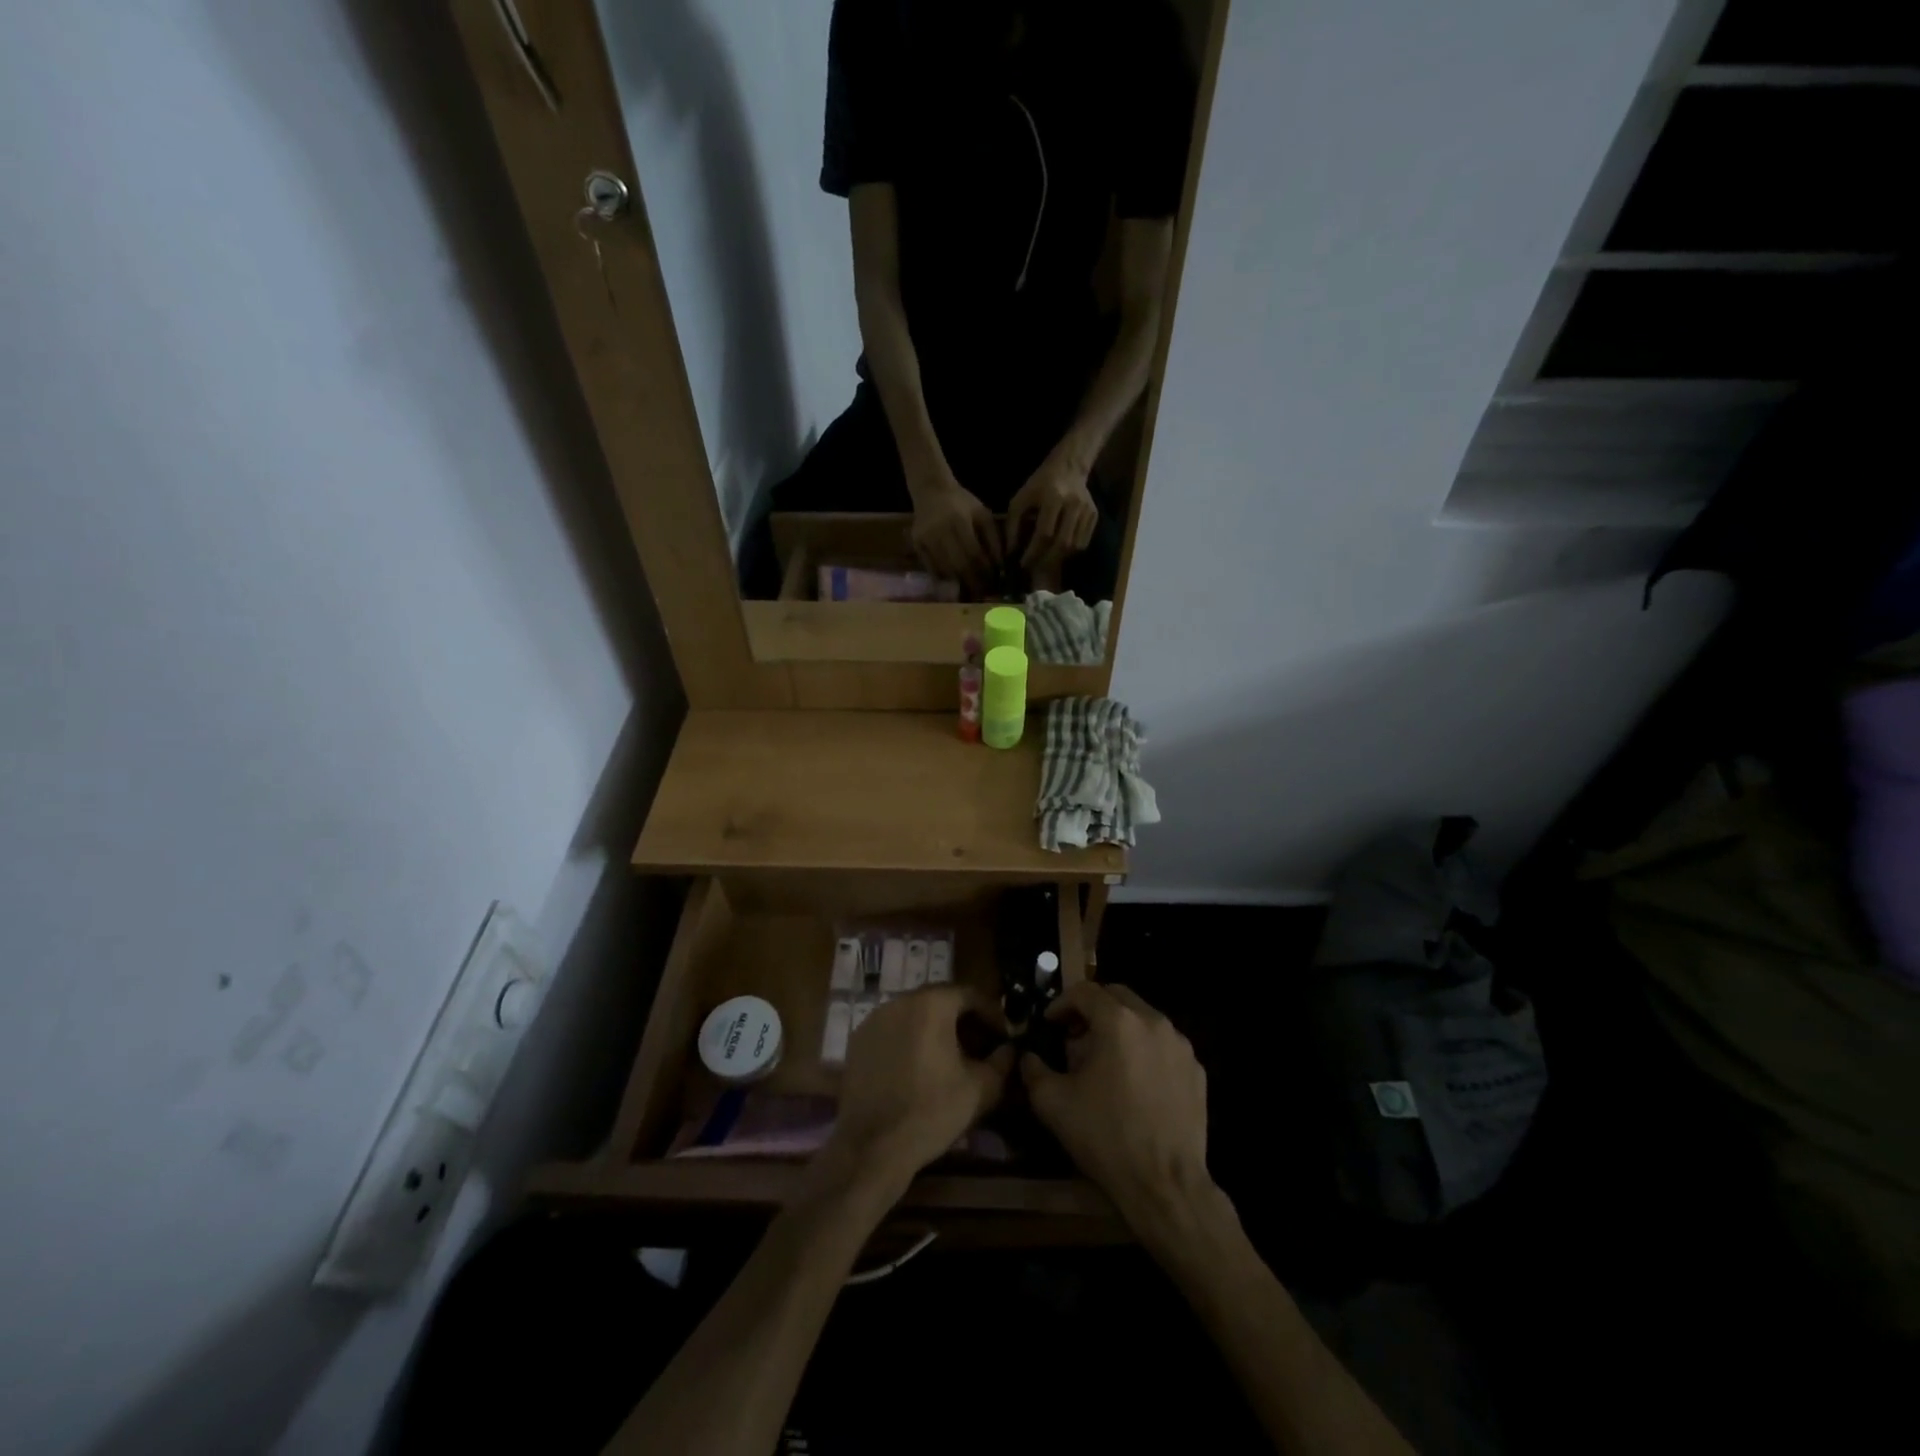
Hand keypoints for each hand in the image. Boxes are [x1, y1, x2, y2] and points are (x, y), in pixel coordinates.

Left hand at [831, 986, 1013, 1186]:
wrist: (873, 1146)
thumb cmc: (932, 1111)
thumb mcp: (980, 1088)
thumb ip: (1002, 1061)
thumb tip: (1010, 1048)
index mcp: (932, 1004)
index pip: (970, 994)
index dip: (992, 1014)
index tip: (1003, 1036)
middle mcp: (900, 1000)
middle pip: (940, 1001)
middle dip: (964, 1019)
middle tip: (980, 1045)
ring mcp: (874, 1019)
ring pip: (914, 1014)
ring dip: (935, 1029)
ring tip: (950, 1057)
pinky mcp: (858, 1040)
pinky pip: (893, 1030)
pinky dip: (910, 1040)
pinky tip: (918, 1067)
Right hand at [909, 473, 1000, 587]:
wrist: (931, 490)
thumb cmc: (961, 503)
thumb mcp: (982, 514)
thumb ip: (993, 538)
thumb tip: (1000, 566)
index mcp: (959, 521)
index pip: (974, 554)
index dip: (985, 571)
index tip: (994, 581)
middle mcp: (940, 531)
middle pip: (959, 565)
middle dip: (974, 582)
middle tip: (984, 592)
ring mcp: (925, 539)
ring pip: (945, 570)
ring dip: (960, 583)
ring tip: (972, 590)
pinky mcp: (916, 545)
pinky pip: (931, 569)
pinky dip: (945, 579)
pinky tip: (955, 583)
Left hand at [1006, 453, 1097, 569]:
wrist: (1068, 466)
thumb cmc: (1040, 484)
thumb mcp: (1020, 499)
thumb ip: (1013, 525)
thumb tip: (1011, 552)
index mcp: (1053, 497)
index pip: (1045, 533)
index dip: (1033, 552)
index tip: (1022, 563)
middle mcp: (1073, 504)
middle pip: (1063, 543)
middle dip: (1046, 560)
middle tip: (1034, 566)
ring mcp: (1087, 510)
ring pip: (1076, 546)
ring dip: (1059, 558)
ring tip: (1045, 559)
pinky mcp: (1094, 515)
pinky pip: (1084, 542)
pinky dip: (1070, 551)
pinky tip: (1058, 550)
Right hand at [1020, 982, 1213, 1231]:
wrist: (1166, 1185)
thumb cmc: (1105, 1137)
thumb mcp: (1052, 1103)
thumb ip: (1034, 1070)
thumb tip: (1030, 1057)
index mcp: (1118, 1021)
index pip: (1084, 991)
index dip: (1061, 1003)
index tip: (1049, 1024)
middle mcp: (1153, 1021)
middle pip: (1117, 996)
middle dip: (1092, 1010)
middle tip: (1075, 1037)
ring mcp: (1180, 1045)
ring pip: (1143, 1018)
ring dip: (1119, 1029)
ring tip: (1104, 1061)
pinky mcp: (1196, 1070)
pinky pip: (1163, 1045)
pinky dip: (1144, 1051)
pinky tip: (1134, 1083)